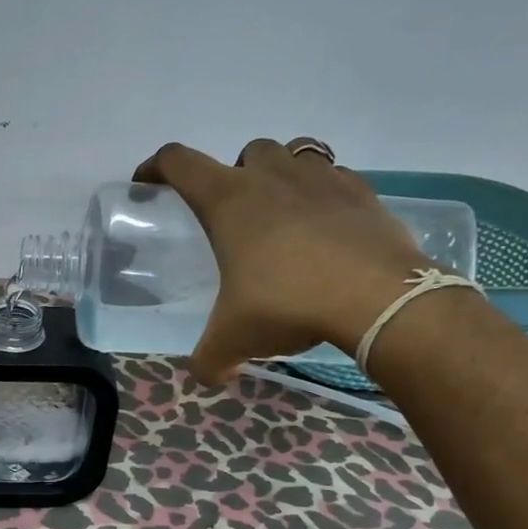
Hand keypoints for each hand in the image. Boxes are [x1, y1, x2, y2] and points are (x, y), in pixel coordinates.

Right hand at [134, 138, 433, 383]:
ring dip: (282, 175)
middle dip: (236, 174)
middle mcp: (271, 177)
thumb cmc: (287, 303)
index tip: (149, 184)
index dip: (155, 167)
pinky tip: (326, 229)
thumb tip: (208, 377)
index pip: (177, 162)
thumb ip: (210, 360)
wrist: (379, 299)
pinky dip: (324, 194)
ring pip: (295, 153)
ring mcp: (321, 179)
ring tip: (283, 215)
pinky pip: (336, 178)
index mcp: (228, 200)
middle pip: (245, 152)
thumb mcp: (233, 339)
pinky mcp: (363, 193)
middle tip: (236, 217)